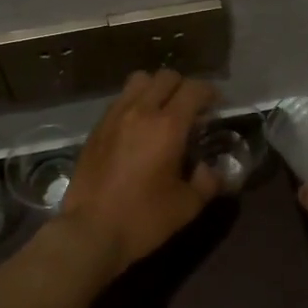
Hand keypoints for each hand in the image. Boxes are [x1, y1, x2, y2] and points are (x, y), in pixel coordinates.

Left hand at [57, 70, 221, 274]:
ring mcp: (114, 117)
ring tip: (162, 112)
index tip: (217, 106)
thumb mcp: (187, 206)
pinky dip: (135, 103)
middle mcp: (140, 111)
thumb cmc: (144, 218)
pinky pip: (120, 100)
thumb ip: (207, 181)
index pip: (194, 89)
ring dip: (156, 89)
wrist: (90, 231)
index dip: (210, 92)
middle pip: (166, 76)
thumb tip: (210, 169)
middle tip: (191, 109)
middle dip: (184, 87)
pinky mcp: (97, 128)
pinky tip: (137, 129)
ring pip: (139, 81)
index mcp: (168, 126)